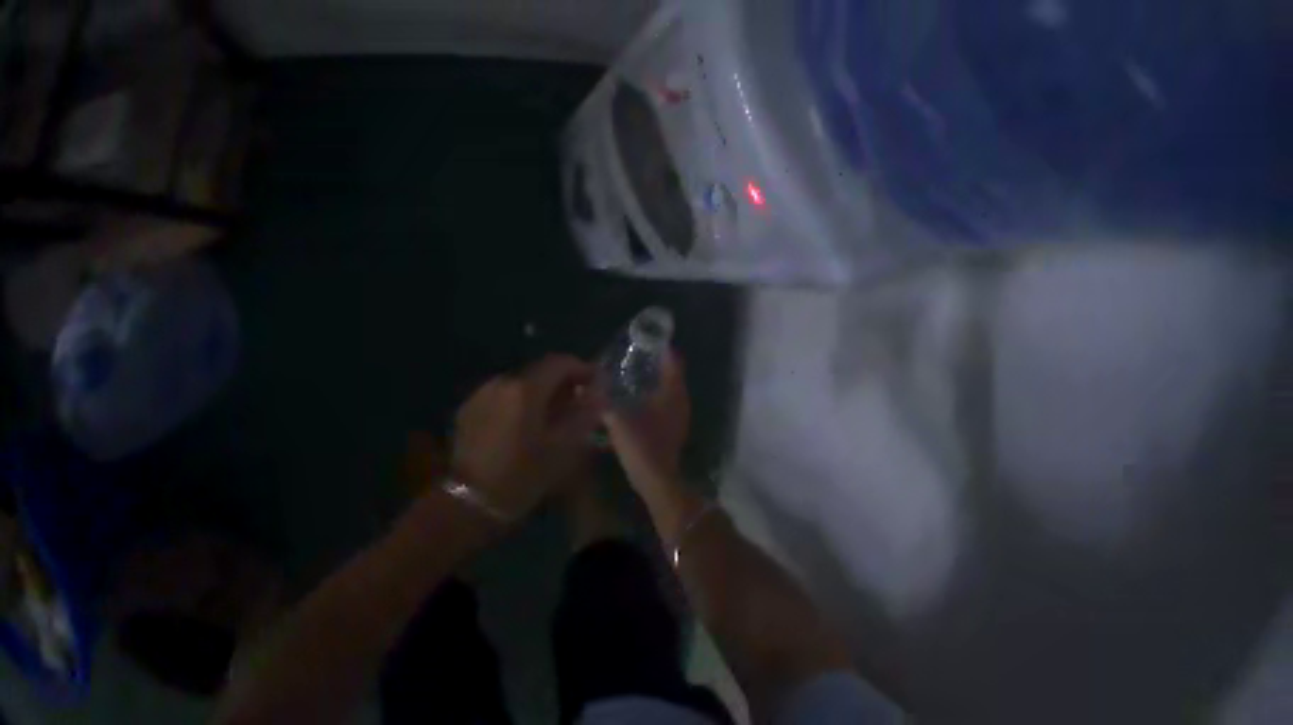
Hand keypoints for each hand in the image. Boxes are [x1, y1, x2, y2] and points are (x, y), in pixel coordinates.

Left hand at [451, 355, 602, 520]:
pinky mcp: (467, 411)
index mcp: (526, 389)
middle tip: (577, 408)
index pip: (560, 362)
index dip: (583, 369)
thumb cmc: (522, 477)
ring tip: (550, 422)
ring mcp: (480, 395)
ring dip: (537, 397)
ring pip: (518, 386)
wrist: (470, 502)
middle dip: (561, 385)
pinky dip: (516, 407)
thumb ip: (584, 415)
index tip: (598, 386)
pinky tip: (521, 431)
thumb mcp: (562, 450)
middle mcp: (501, 382)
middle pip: (538, 373)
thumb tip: (601, 390)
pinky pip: (500, 399)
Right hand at [604, 349, 689, 491]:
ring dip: (653, 383)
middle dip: (654, 365)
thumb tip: (587, 385)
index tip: (644, 339)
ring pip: (669, 391)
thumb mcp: (616, 418)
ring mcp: (680, 417)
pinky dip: (653, 401)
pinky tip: (634, 404)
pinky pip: (665, 406)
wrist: (656, 480)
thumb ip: (602, 399)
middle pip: (671, 374)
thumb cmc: (640, 444)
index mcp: (672, 391)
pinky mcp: (674, 431)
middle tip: (632, 357)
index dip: (660, 347)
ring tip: (629, 378)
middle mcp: (681, 400)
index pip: (672, 360)